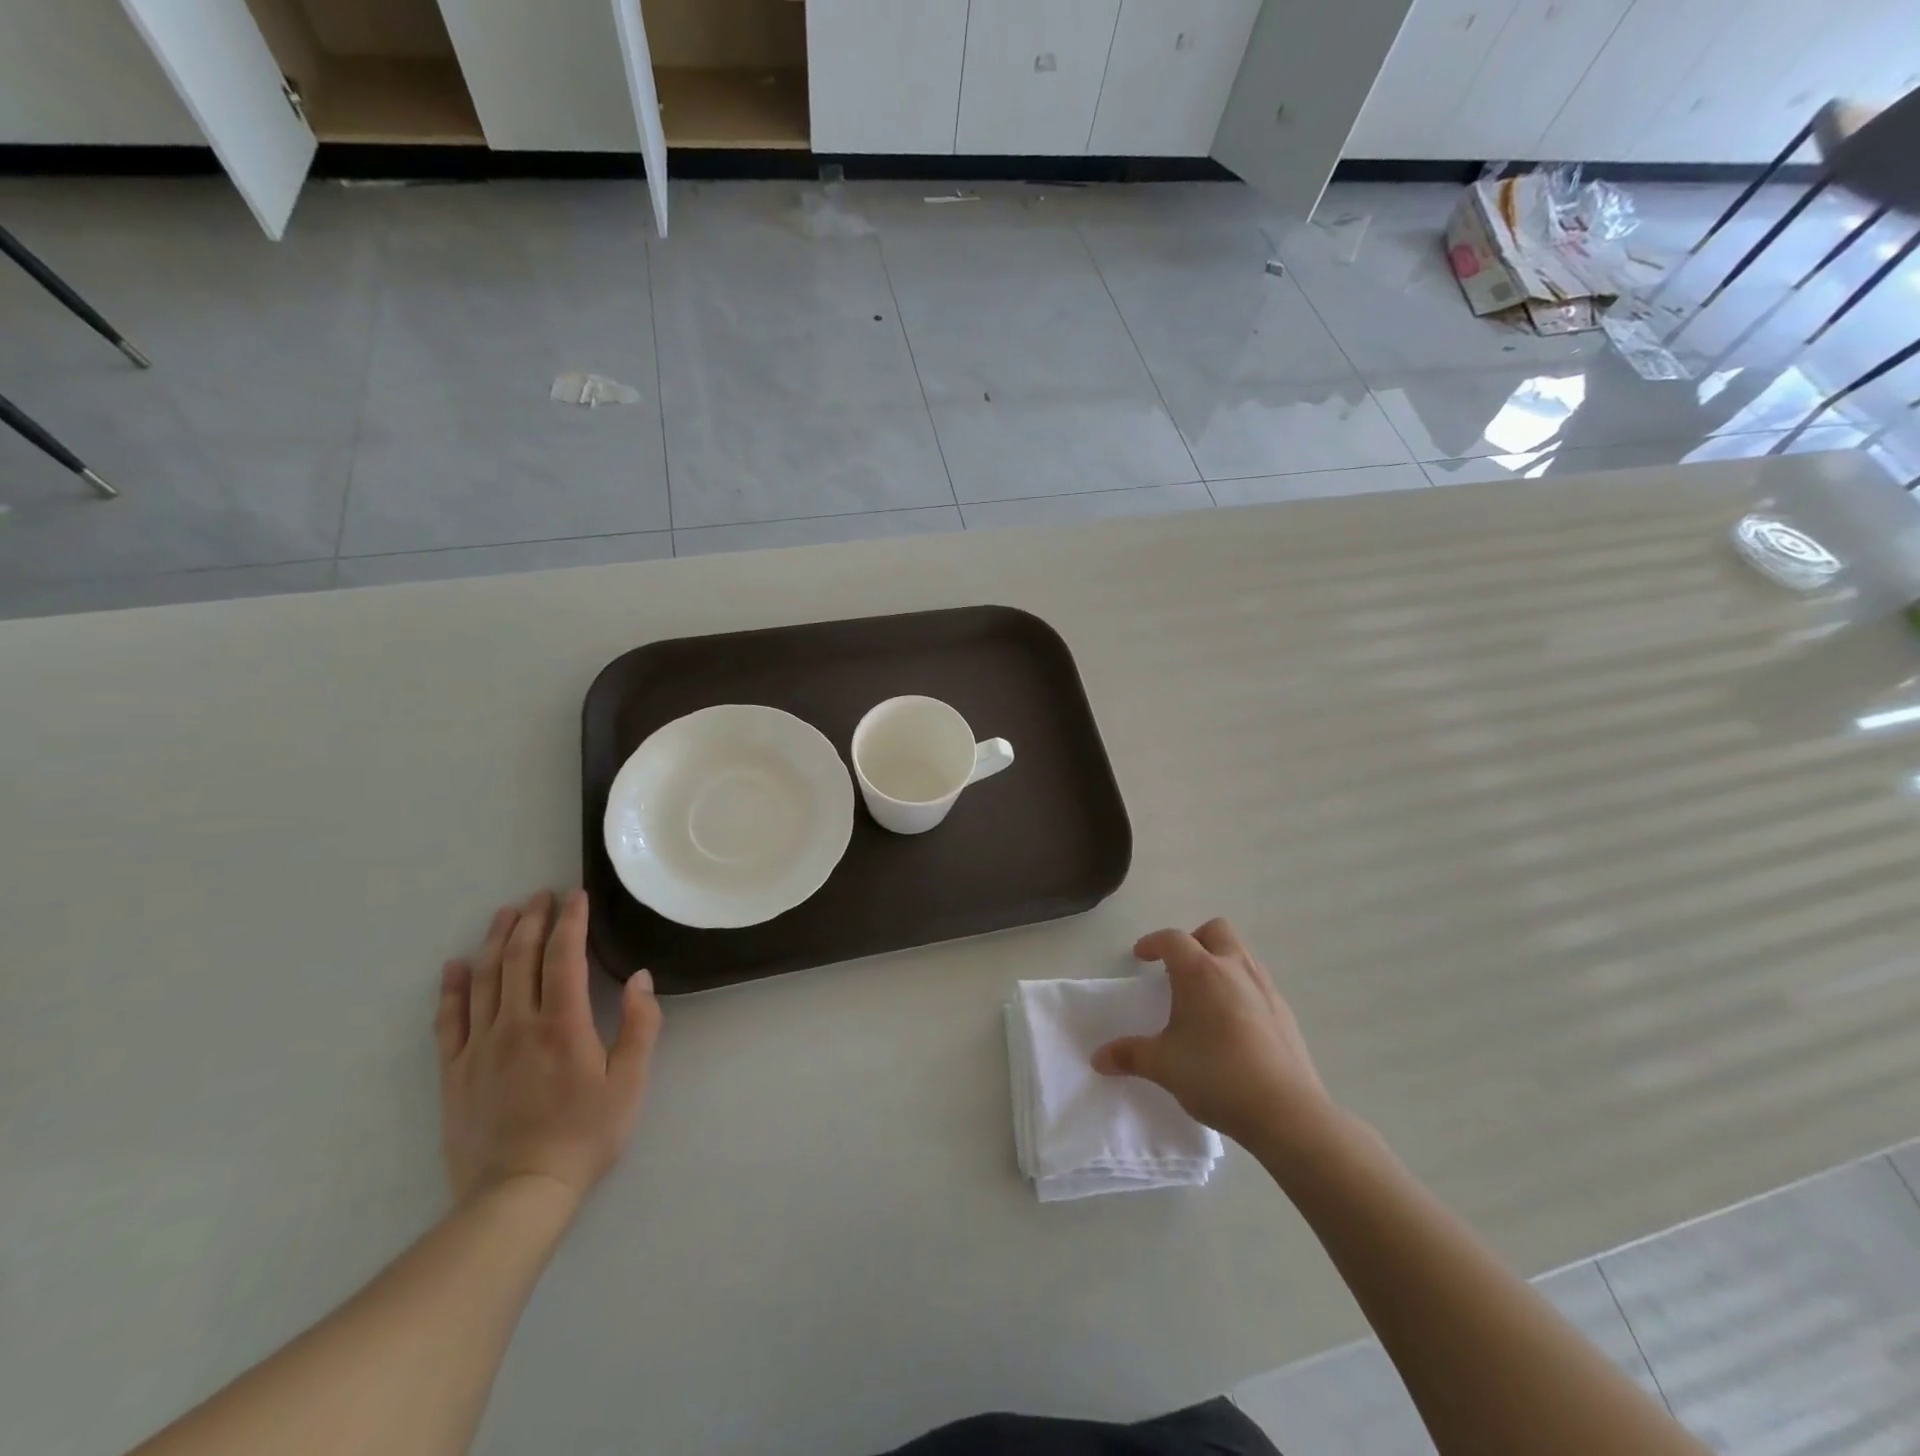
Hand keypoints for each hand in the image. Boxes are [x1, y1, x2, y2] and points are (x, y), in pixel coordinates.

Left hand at [436, 889, 660, 1207]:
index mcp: (562, 1023)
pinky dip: (452, 988)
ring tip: (505, 913)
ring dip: (495, 940)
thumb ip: (640, 1025)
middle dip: (532, 920)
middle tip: (541, 895)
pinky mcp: (455, 1071)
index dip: (570, 921)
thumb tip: (639, 978)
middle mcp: (517, 1024)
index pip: (564, 956)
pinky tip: (455, 966)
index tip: (576, 895)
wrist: (519, 1193)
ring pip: (484, 979)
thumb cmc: (585, 1134)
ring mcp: (481, 1046)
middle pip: (520, 958)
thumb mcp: (631, 1081)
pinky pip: (449, 1019)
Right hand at [1092, 918, 1335, 1151]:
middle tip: (1178, 968)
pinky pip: (1258, 983)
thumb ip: (1129, 1055)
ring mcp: (1265, 988)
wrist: (1286, 1111)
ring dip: (1220, 961)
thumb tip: (1098, 1058)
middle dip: (1194, 940)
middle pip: (1215, 930)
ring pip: (1241, 954)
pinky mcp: (1285, 1012)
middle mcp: (1234, 969)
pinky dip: (1241, 988)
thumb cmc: (1216, 1075)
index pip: (1173, 939)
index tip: (1142, 956)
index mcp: (1200, 972)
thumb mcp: (1163, 1066)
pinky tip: (1233, 1024)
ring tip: (1204, 996)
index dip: (1154, 943)